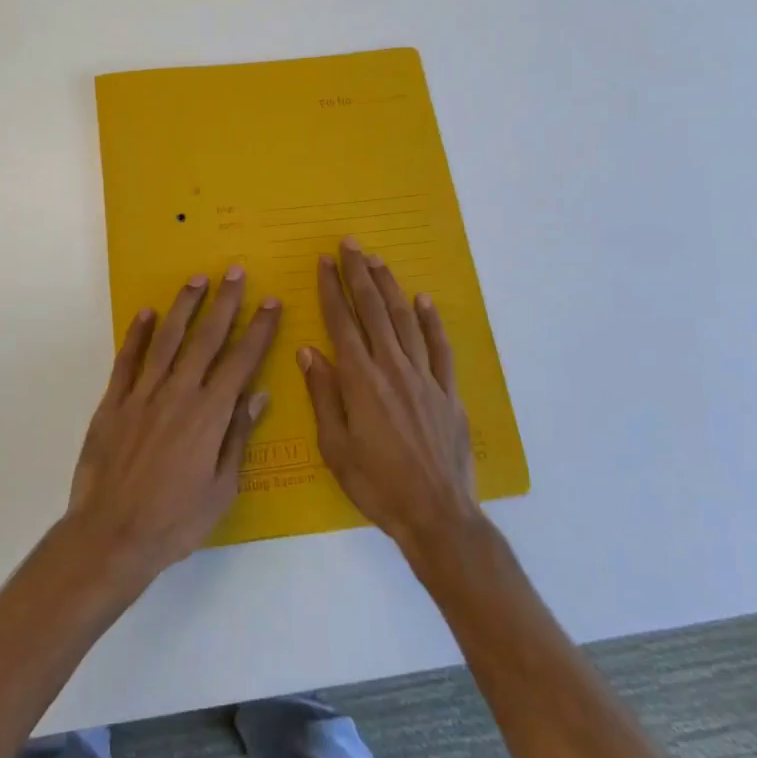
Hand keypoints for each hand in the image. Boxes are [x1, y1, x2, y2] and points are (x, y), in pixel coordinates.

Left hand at [65, 267, 280, 582]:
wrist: (111, 536)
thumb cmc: (175, 521)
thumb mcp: (221, 488)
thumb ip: (237, 437)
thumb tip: (259, 395)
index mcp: (209, 415)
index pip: (241, 361)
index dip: (258, 330)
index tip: (270, 302)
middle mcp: (178, 394)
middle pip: (206, 339)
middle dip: (225, 303)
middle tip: (236, 271)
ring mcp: (142, 395)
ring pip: (168, 340)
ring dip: (184, 306)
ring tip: (197, 279)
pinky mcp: (113, 402)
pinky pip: (128, 360)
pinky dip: (137, 334)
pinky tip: (146, 313)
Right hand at [300, 237, 480, 551]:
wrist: (436, 513)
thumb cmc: (376, 484)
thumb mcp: (335, 446)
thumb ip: (323, 394)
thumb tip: (308, 351)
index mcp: (360, 380)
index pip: (341, 322)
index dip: (331, 289)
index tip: (324, 262)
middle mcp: (392, 367)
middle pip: (373, 310)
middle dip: (359, 274)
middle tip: (350, 244)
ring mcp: (424, 376)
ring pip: (405, 319)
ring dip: (390, 286)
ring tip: (378, 261)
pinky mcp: (448, 390)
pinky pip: (440, 346)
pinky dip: (431, 321)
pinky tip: (424, 300)